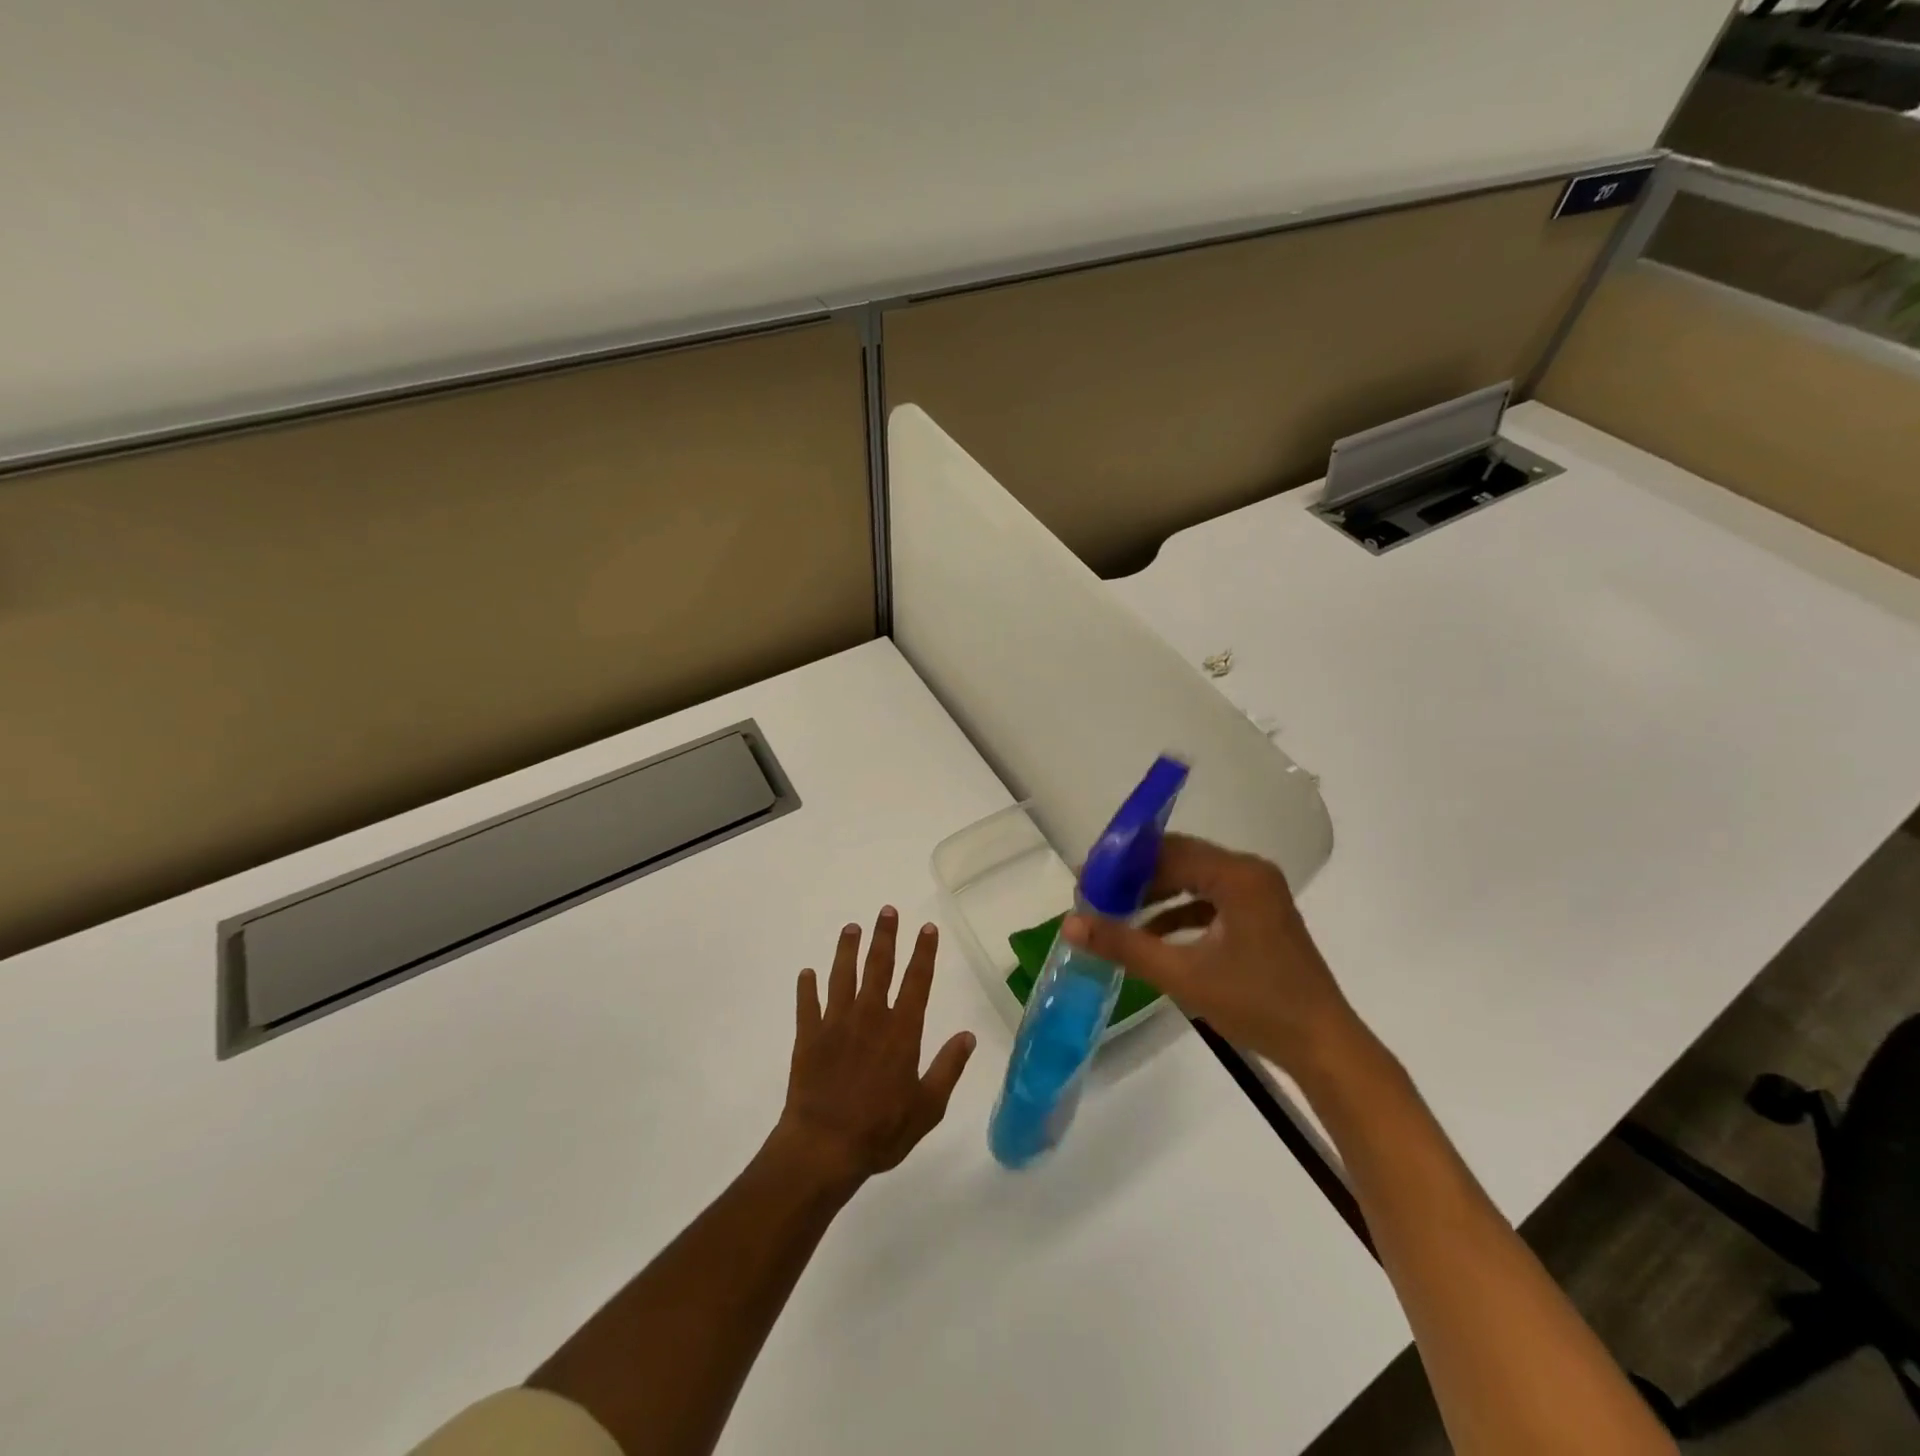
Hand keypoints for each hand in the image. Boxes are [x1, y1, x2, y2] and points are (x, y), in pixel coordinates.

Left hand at [772, 909, 975, 1191]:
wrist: (823, 1147)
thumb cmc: (881, 1131)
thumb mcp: (927, 1108)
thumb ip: (948, 1068)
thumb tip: (968, 1036)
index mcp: (901, 1031)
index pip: (917, 981)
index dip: (923, 953)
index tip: (927, 928)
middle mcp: (869, 1017)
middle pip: (879, 967)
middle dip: (885, 937)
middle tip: (887, 910)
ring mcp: (835, 1024)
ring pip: (842, 976)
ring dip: (847, 950)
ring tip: (851, 928)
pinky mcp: (808, 1036)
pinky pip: (807, 1004)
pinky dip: (806, 987)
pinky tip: (807, 973)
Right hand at [1062, 834, 1363, 1074]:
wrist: (1323, 1046)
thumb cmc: (1255, 1004)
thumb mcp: (1182, 974)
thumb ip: (1124, 944)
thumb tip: (1071, 922)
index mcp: (1237, 875)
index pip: (1168, 850)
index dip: (1124, 862)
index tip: (1087, 878)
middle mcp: (1250, 872)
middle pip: (1181, 859)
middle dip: (1137, 877)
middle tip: (1096, 895)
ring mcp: (1259, 893)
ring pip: (1194, 878)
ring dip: (1157, 894)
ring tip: (1116, 912)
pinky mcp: (1261, 915)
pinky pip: (1210, 898)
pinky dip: (1180, 911)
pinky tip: (1152, 934)